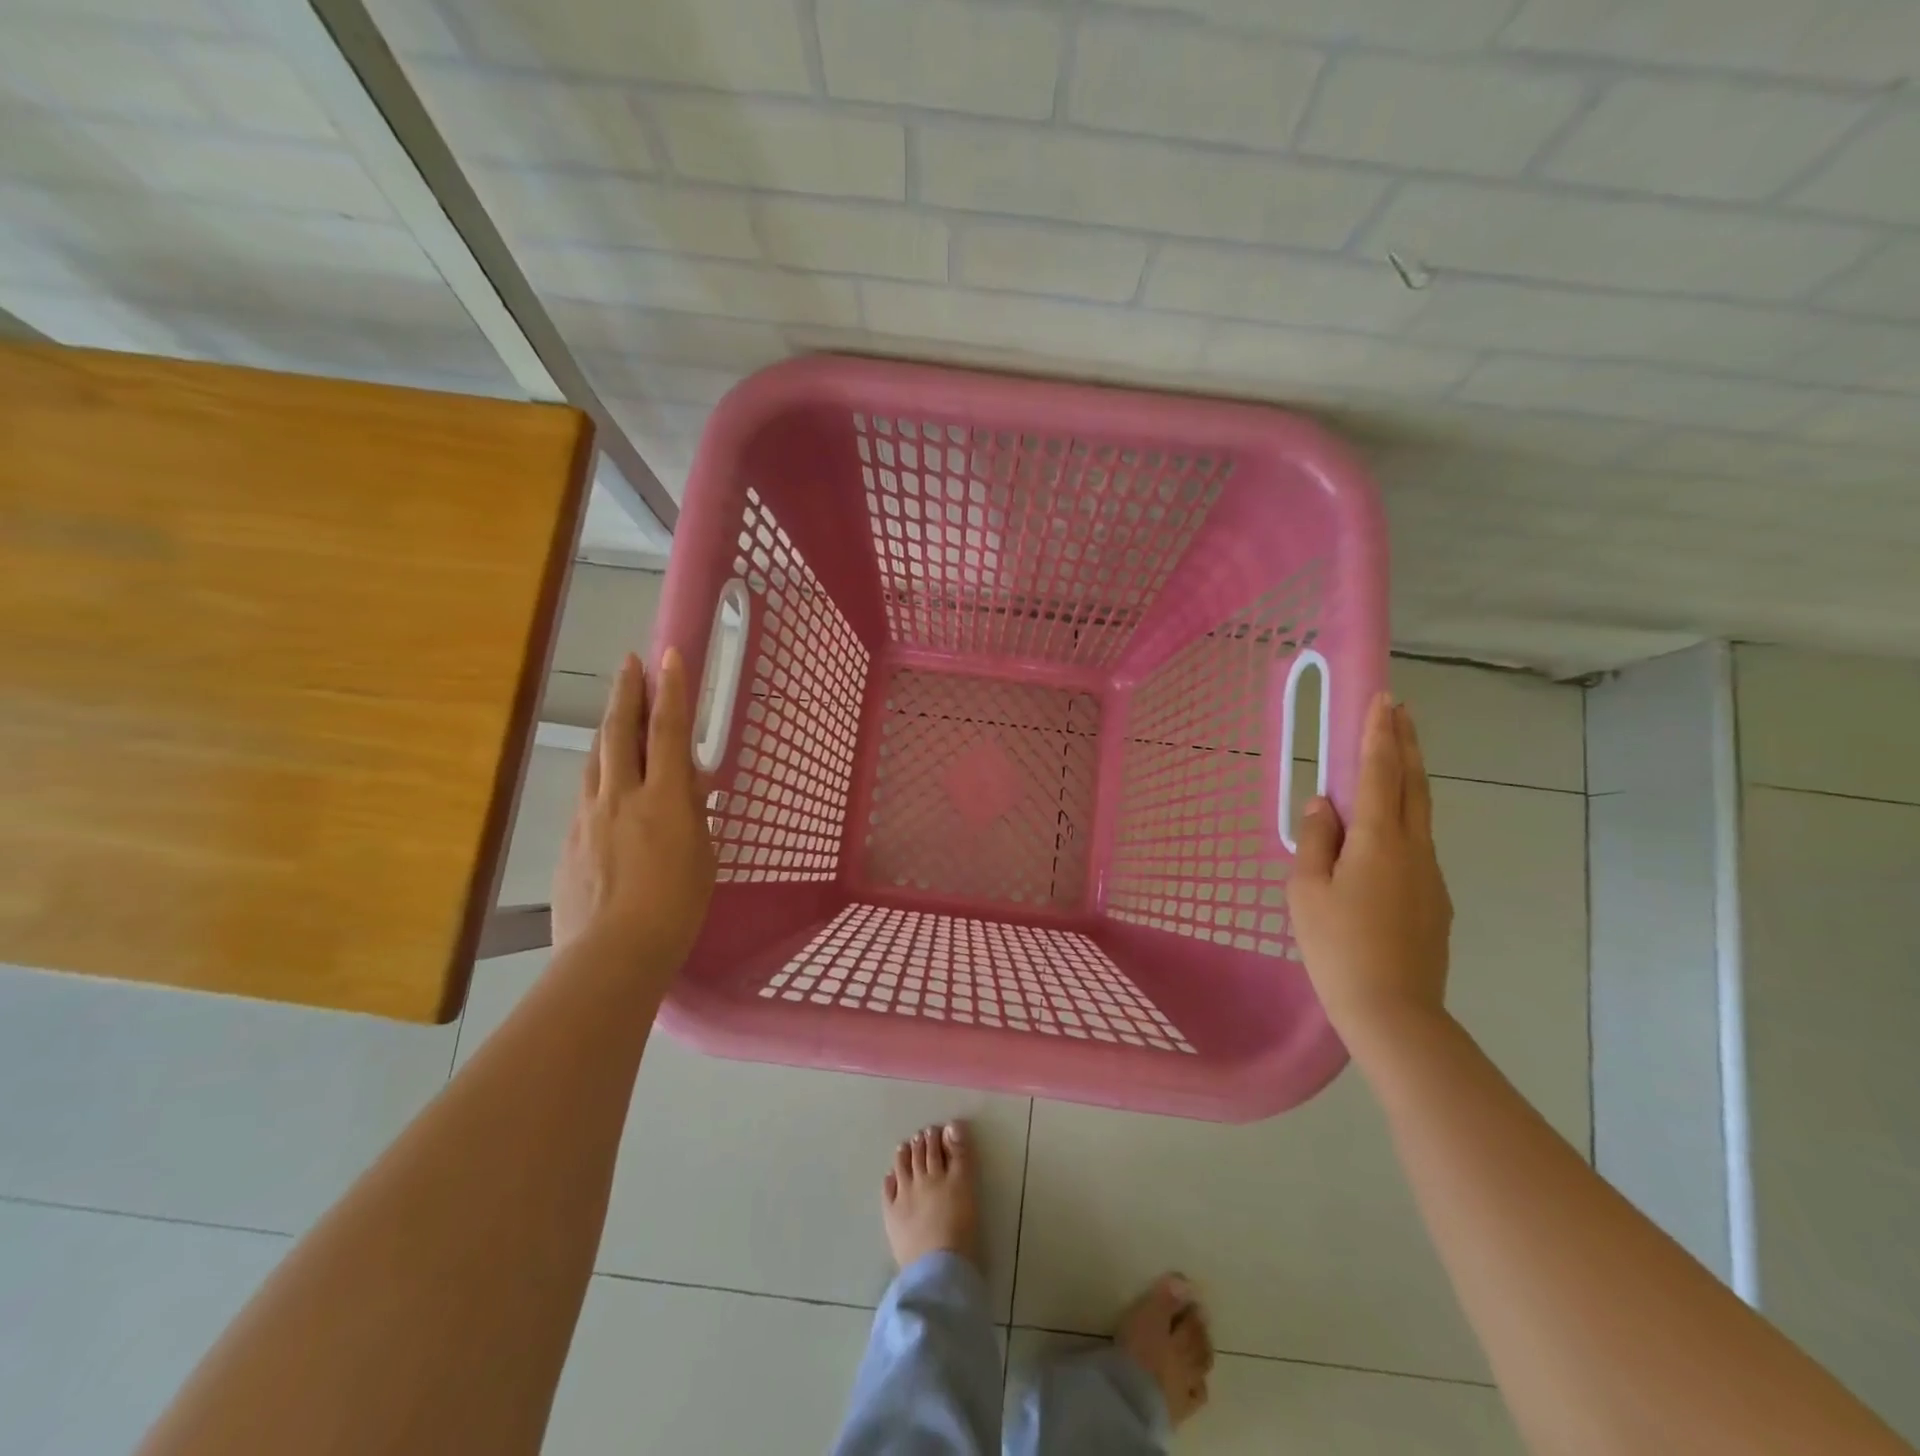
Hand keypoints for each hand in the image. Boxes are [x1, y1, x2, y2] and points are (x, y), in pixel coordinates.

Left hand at [551, 649, 715, 975]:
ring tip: (614, 709)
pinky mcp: (567, 841)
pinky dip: (597, 775)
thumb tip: (690, 788)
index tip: (668, 655)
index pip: (668, 731)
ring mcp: (587, 816)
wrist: (613, 952)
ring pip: (595, 758)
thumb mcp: (702, 857)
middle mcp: (621, 796)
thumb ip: (693, 816)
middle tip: (629, 663)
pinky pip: (584, 794)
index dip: (670, 690)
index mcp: (664, 799)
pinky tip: (603, 782)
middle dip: (626, 692)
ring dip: (607, 727)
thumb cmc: (677, 907)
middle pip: (620, 732)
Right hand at [1289, 693, 1452, 1054]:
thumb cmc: (1337, 947)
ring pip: (1421, 814)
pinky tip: (1385, 834)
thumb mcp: (1306, 891)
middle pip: (1414, 785)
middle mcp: (1414, 849)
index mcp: (1379, 841)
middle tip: (1401, 710)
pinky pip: (1417, 846)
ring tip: (1394, 758)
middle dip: (1406, 744)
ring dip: (1409, 778)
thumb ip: (1315, 841)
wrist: (1394, 1012)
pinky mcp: (1435, 901)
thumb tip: (1323, 805)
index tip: (1384, 699)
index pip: (1381, 774)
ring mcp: (1431, 875)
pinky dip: (1405, 819)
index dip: (1380, 734)